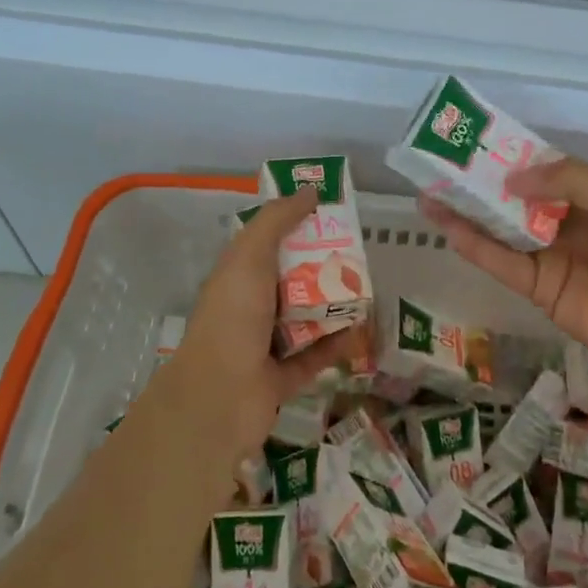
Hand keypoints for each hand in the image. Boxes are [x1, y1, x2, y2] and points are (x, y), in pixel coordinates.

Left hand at [157, 189, 348, 456]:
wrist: (220, 396)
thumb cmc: (233, 317)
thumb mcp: (250, 256)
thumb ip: (277, 221)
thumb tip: (309, 190)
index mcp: (237, 277)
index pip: (268, 244)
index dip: (296, 227)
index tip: (330, 214)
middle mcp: (250, 308)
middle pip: (292, 280)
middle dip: (322, 266)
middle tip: (358, 253)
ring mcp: (265, 346)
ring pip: (306, 318)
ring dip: (333, 305)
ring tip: (367, 288)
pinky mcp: (284, 378)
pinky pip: (317, 356)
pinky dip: (337, 344)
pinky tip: (362, 329)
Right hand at [420, 157, 587, 373]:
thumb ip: (570, 180)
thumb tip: (511, 177)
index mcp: (583, 193)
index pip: (536, 168)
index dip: (505, 154)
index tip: (470, 141)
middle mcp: (559, 220)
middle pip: (509, 197)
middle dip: (475, 183)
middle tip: (435, 166)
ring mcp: (545, 255)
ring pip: (497, 229)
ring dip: (464, 212)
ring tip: (427, 194)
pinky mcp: (536, 288)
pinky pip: (501, 263)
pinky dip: (474, 246)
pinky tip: (449, 227)